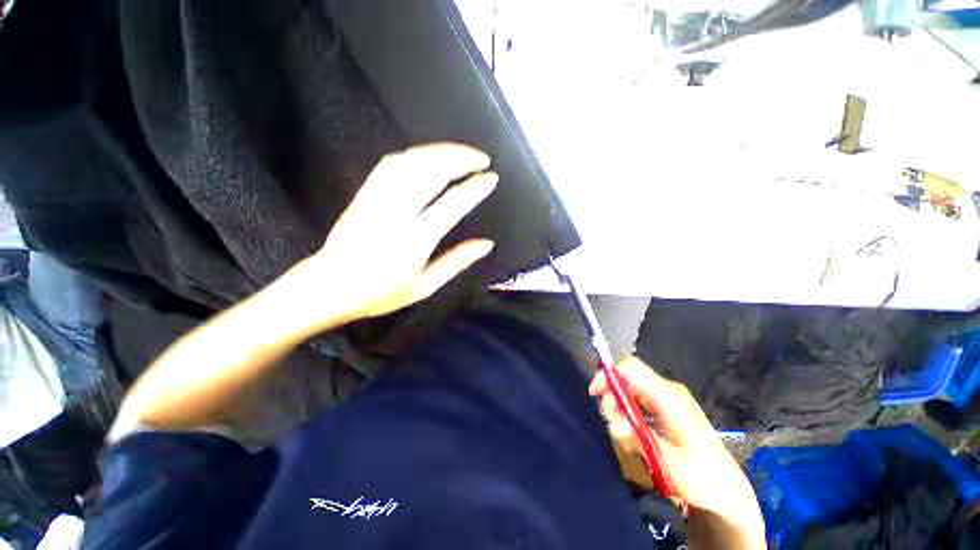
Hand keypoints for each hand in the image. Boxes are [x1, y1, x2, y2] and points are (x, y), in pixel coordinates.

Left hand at [287, 143, 497, 328]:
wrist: (328, 287)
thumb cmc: (380, 293)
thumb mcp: (424, 287)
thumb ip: (457, 262)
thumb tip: (486, 244)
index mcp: (414, 241)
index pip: (451, 204)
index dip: (474, 188)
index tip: (491, 178)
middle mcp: (396, 213)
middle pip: (431, 171)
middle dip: (460, 158)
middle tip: (482, 159)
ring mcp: (376, 199)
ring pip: (410, 161)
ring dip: (440, 151)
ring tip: (461, 154)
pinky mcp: (364, 193)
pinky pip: (390, 164)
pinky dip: (415, 155)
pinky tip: (429, 156)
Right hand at [589, 357, 762, 527]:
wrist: (725, 491)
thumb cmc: (700, 476)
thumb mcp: (664, 459)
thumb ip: (635, 434)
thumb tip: (614, 420)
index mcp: (668, 396)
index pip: (630, 367)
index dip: (608, 374)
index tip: (594, 394)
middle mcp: (666, 391)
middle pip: (626, 380)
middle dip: (613, 401)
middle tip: (618, 430)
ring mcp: (666, 400)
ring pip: (629, 393)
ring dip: (620, 413)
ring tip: (628, 440)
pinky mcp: (664, 410)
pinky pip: (636, 403)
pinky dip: (628, 417)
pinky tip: (634, 438)